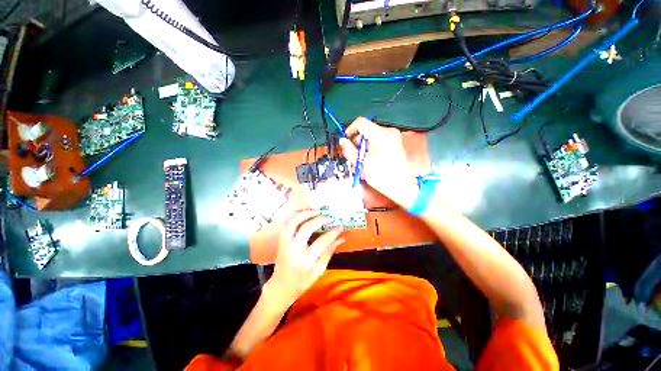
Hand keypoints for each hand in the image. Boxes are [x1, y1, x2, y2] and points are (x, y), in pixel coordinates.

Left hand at [268, 210, 344, 306]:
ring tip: (316, 211)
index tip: (340, 226)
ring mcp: (285, 243)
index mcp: (306, 261)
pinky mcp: (281, 240)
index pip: (322, 242)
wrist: (282, 286)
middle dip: (319, 220)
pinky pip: (285, 223)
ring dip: (305, 213)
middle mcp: (294, 250)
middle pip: (306, 228)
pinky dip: (293, 215)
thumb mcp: (319, 270)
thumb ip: (329, 252)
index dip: (332, 233)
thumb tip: (341, 238)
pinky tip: (303, 212)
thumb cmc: (303, 281)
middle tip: (329, 217)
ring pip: (293, 222)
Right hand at [339, 117, 418, 208]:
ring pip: (372, 134)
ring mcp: (394, 136)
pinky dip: (372, 145)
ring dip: (364, 144)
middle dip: (357, 140)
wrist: (402, 186)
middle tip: (354, 154)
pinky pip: (379, 138)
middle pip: (366, 129)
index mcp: (380, 135)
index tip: (346, 140)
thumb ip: (349, 150)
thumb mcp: (361, 164)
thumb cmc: (382, 177)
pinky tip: (371, 158)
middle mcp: (388, 132)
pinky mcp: (396, 142)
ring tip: (363, 159)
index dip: (350, 130)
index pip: (360, 122)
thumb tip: (342, 141)